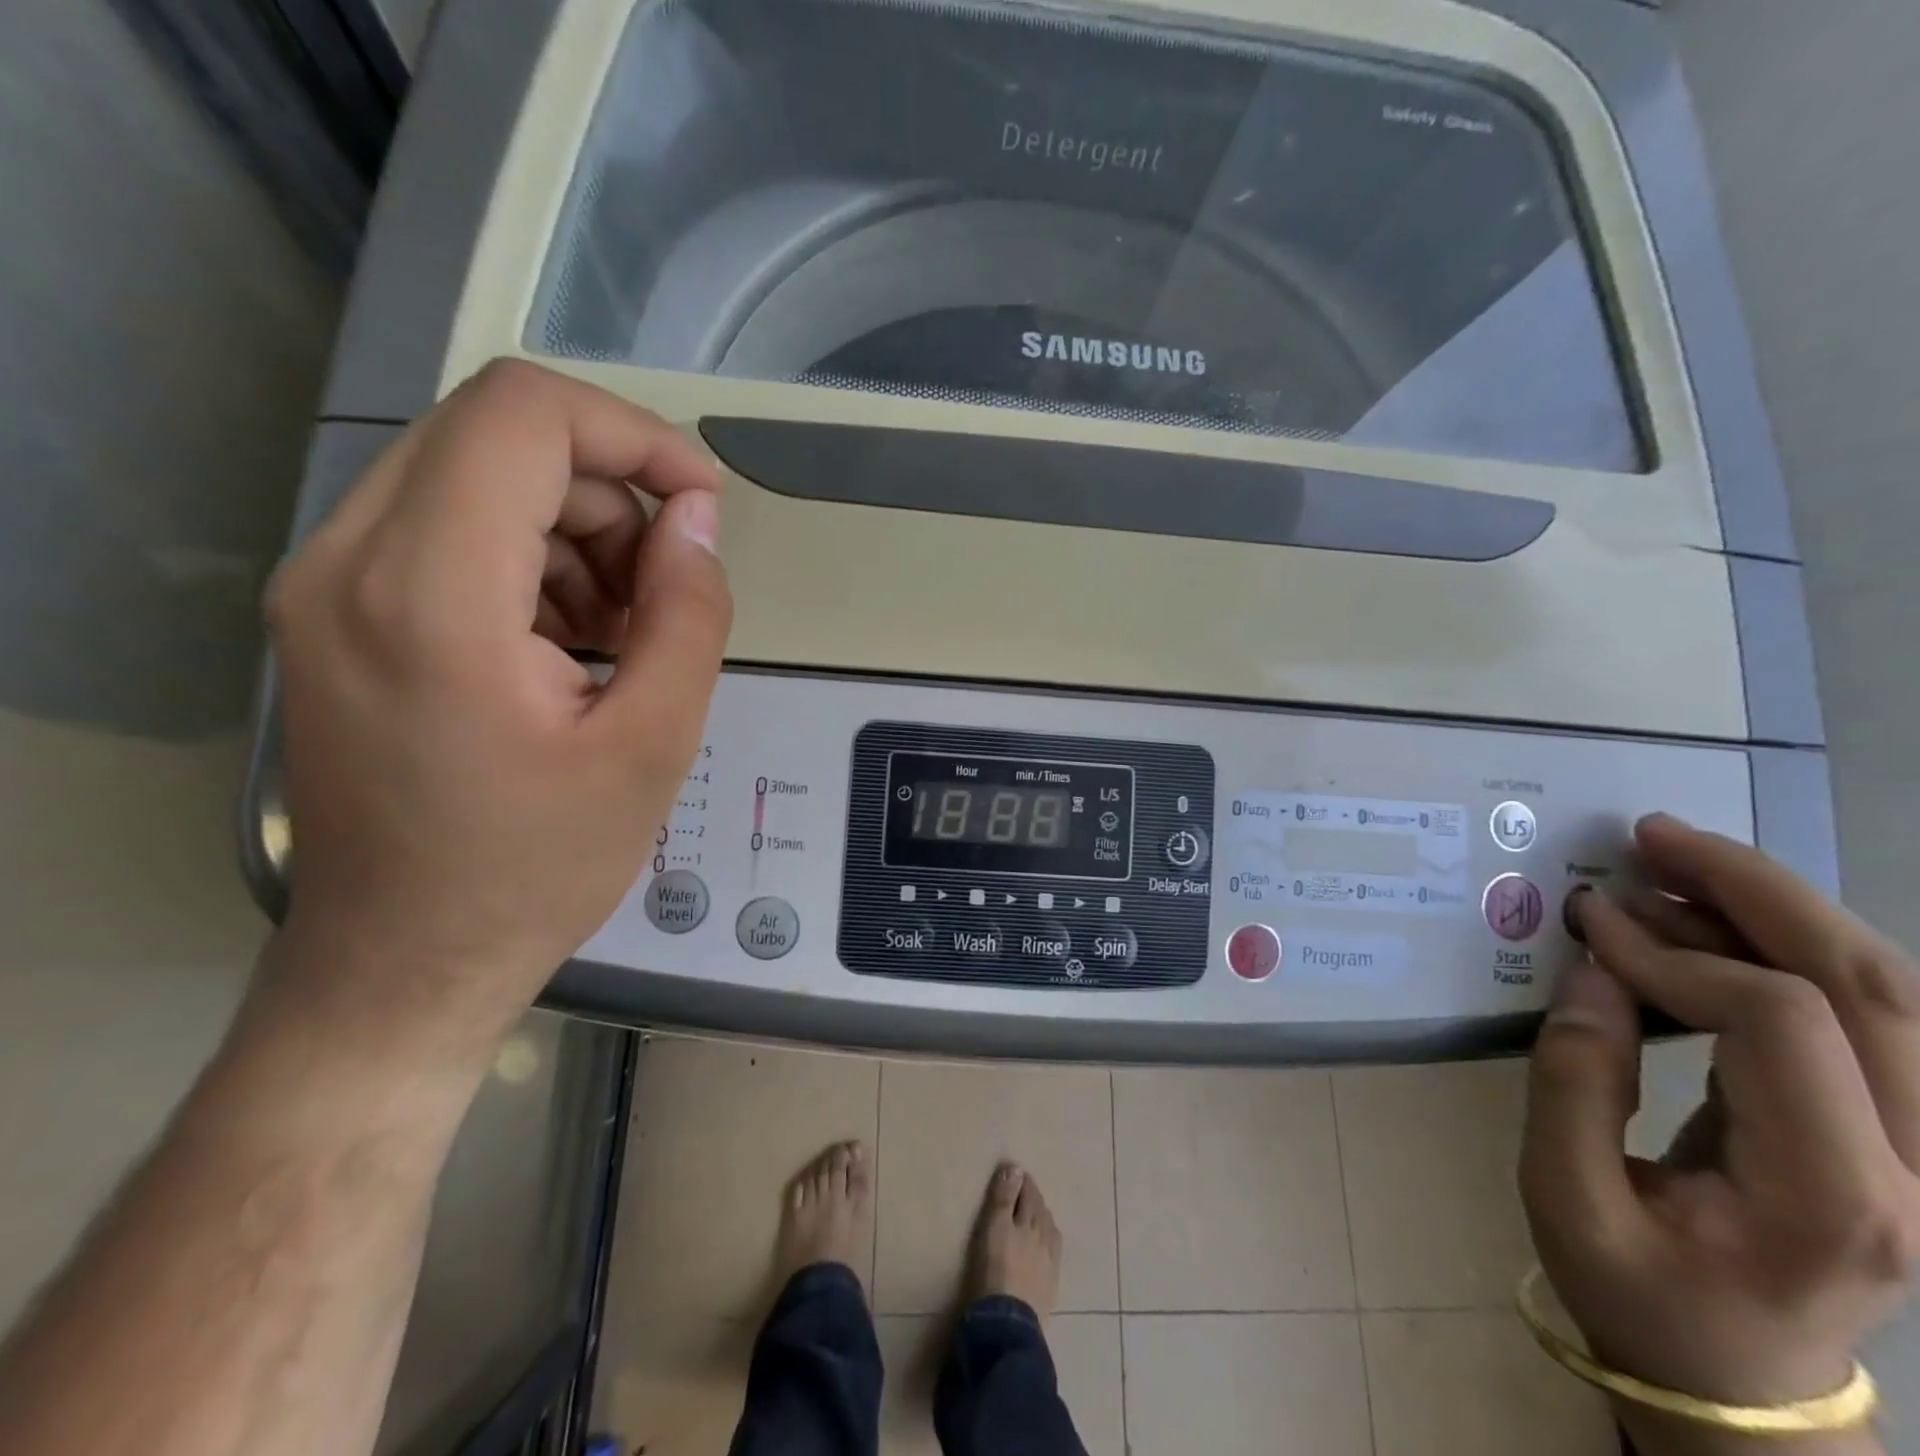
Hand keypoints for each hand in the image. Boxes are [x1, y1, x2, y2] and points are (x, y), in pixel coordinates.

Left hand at [261, 360, 730, 1055]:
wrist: (405, 962)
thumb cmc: (537, 866)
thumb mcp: (654, 743)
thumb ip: (689, 613)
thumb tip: (697, 519)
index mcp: (431, 591)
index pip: (524, 415)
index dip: (634, 435)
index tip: (703, 503)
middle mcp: (349, 561)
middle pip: (498, 438)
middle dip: (610, 495)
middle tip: (668, 589)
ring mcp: (327, 585)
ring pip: (473, 479)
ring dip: (574, 531)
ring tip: (625, 631)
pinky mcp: (334, 615)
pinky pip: (445, 532)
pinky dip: (529, 560)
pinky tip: (571, 644)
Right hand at [1520, 814, 1919, 1446]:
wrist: (1735, 1376)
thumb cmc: (1636, 1290)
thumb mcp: (1565, 1190)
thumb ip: (1576, 1077)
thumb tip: (1598, 969)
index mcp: (1836, 1199)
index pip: (1782, 1023)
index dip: (1673, 952)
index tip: (1587, 924)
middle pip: (1874, 986)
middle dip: (1755, 890)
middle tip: (1653, 836)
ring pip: (1889, 987)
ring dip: (1777, 906)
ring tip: (1676, 862)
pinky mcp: (1906, 1129)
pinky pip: (1868, 1010)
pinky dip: (1786, 944)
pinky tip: (1715, 918)